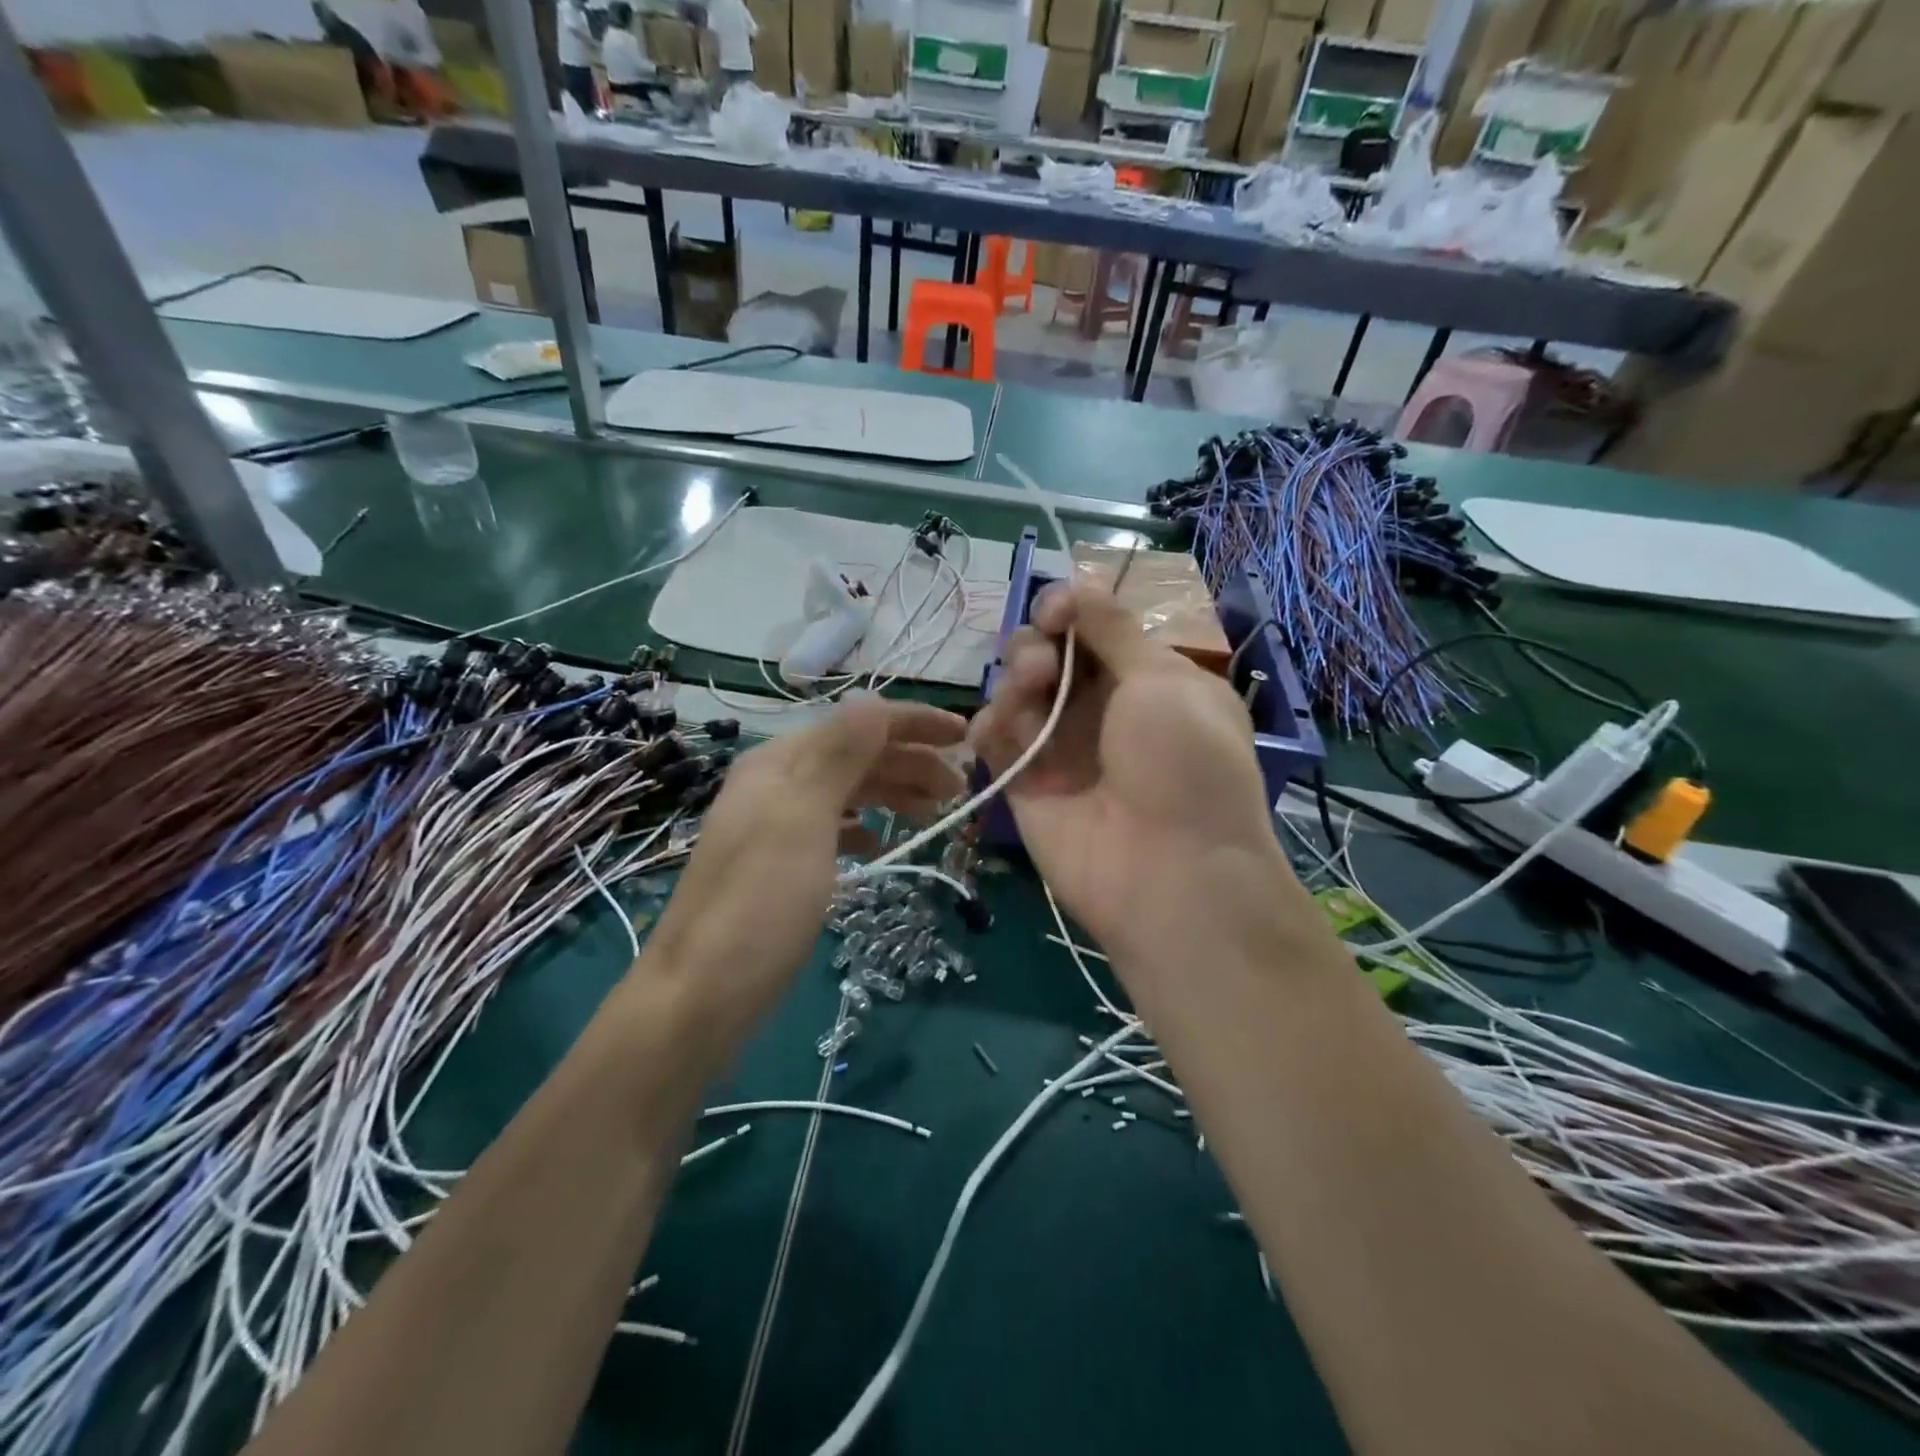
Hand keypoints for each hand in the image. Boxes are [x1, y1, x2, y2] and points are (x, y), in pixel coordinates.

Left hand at [641, 697, 965, 1047]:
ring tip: (933, 813)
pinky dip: (861, 827)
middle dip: (911, 762)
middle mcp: (775, 783)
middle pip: (855, 755)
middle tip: (958, 789)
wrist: (700, 995)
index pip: (858, 724)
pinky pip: (831, 828)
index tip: (966, 737)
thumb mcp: (803, 818)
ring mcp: (774, 825)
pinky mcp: (778, 865)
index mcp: (780, 762)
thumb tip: (873, 700)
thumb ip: (840, 754)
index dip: (915, 723)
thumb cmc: (760, 903)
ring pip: (846, 791)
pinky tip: (878, 845)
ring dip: (892, 792)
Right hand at [970, 583, 1287, 962]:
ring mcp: (1061, 747)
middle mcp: (1101, 708)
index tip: (1054, 612)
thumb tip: (1078, 587)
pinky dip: (990, 724)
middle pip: (1047, 653)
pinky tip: (999, 730)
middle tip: (1045, 667)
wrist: (1169, 873)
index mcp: (1145, 679)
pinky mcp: (1026, 782)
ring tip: (1030, 693)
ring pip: (1016, 690)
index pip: (1092, 628)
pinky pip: (994, 737)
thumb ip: (1111, 628)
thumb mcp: (1162, 680)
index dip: (1067, 610)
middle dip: (1036, 645)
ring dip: (1015, 679)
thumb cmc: (1183, 763)